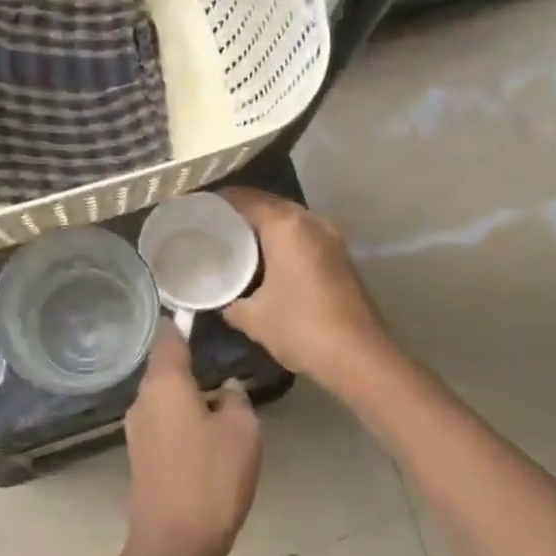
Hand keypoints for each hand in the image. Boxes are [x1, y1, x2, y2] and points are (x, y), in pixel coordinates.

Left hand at [124, 324, 260, 555]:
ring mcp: (137, 430)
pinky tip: (205, 433)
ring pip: (164, 397)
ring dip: (188, 394)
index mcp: (164, 384)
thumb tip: (224, 390)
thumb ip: (236, 399)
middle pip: (165, 368)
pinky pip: (163, 422)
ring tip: (220, 399)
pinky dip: (182, 418)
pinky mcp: (140, 456)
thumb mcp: (242, 431)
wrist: (173, 545)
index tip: (199, 313)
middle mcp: (143, 400)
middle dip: (190, 362)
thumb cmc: (211, 478)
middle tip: (222, 359)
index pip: (169, 337)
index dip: (182, 322)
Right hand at [219, 187, 395, 395]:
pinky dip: (283, 239)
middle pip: (269, 204)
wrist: (359, 357)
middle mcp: (311, 221)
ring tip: (235, 240)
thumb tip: (219, 298)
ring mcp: (331, 237)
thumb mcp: (253, 318)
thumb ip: (229, 301)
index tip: (196, 208)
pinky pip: (303, 235)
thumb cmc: (301, 329)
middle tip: (212, 225)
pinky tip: (266, 259)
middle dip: (241, 211)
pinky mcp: (341, 255)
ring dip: (264, 225)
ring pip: (289, 219)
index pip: (245, 198)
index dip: (218, 201)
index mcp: (286, 226)